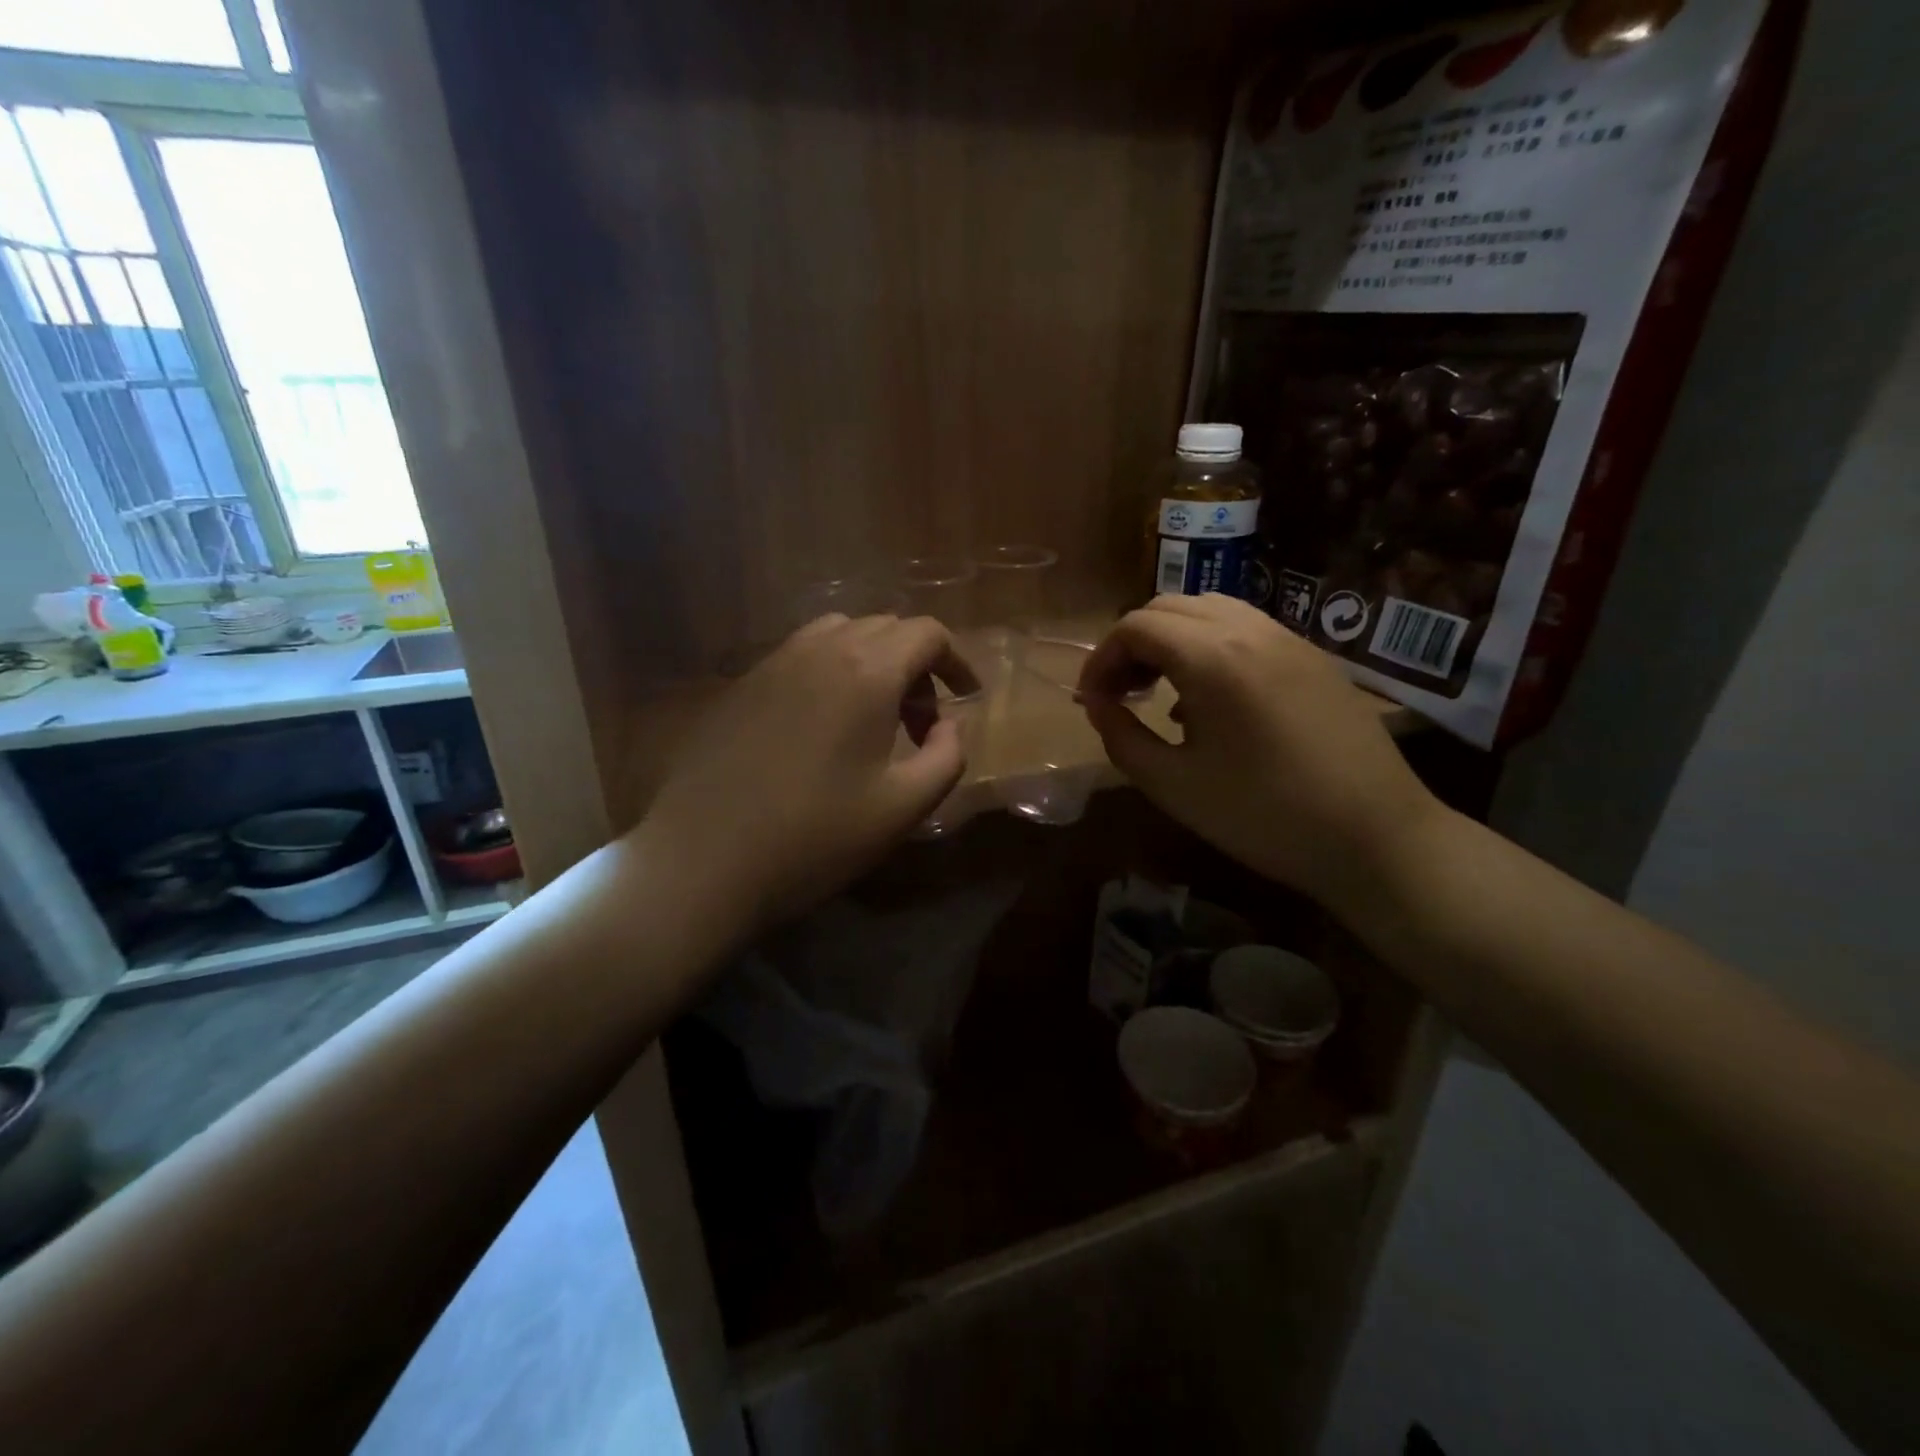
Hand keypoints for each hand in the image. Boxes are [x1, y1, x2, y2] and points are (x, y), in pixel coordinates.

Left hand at [637, 614, 980, 934]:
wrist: (703, 860)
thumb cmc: (814, 838)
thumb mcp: (903, 807)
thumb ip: (947, 757)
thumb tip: (949, 725)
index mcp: (867, 672)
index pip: (927, 633)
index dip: (956, 660)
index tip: (967, 697)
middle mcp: (821, 649)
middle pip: (886, 628)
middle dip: (918, 666)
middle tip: (922, 723)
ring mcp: (774, 662)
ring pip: (841, 633)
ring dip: (873, 662)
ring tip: (875, 717)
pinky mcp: (743, 683)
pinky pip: (802, 654)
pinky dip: (832, 670)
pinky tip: (824, 724)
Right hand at [1077, 593, 1441, 913]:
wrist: (1376, 837)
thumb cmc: (1263, 816)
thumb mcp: (1173, 785)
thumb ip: (1121, 738)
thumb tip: (1097, 706)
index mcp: (1212, 657)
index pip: (1135, 626)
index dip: (1101, 659)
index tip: (1091, 701)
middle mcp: (1250, 630)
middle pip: (1169, 607)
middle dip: (1132, 644)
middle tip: (1119, 694)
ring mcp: (1289, 639)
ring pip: (1210, 611)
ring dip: (1171, 640)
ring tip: (1159, 691)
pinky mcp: (1313, 658)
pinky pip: (1247, 630)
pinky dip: (1210, 646)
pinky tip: (1210, 699)